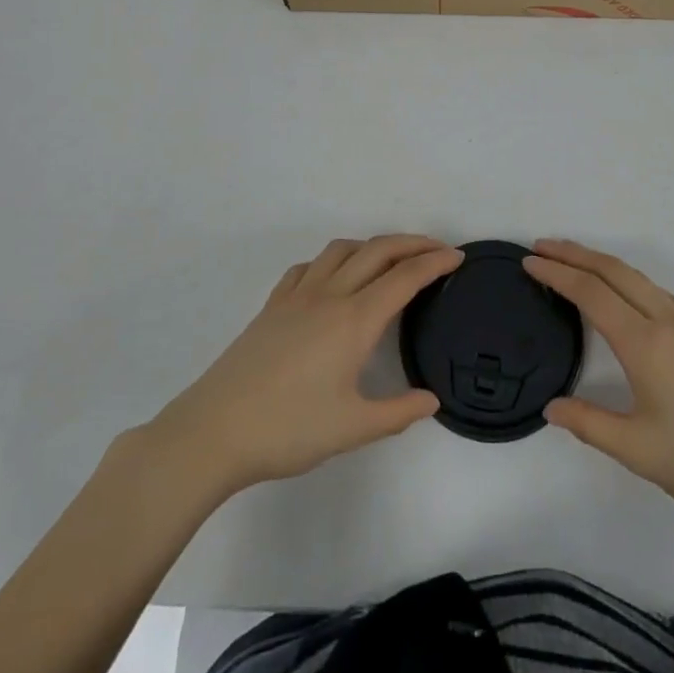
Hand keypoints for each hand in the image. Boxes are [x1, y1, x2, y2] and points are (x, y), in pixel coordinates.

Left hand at [140, 235, 462, 498]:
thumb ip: (398, 412)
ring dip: (373, 245)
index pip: (405, 277)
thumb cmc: (288, 429)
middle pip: (378, 250)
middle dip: (412, 243)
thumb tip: (432, 400)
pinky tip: (333, 278)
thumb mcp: (353, 429)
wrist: (215, 429)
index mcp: (354, 320)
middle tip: (437, 249)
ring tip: (390, 260)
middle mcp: (330, 295)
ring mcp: (297, 295)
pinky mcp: (273, 304)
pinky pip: (309, 266)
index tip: (458, 257)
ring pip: (342, 250)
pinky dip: (333, 261)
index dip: (435, 263)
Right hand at [523, 239, 673, 543]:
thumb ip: (589, 424)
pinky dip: (624, 278)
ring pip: (636, 276)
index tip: (528, 262)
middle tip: (540, 247)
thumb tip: (550, 407)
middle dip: (574, 253)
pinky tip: (620, 292)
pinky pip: (654, 290)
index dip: (556, 274)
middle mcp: (666, 320)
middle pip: (613, 270)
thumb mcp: (638, 451)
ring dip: (600, 262)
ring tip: (572, 261)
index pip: (591, 292)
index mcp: (645, 342)